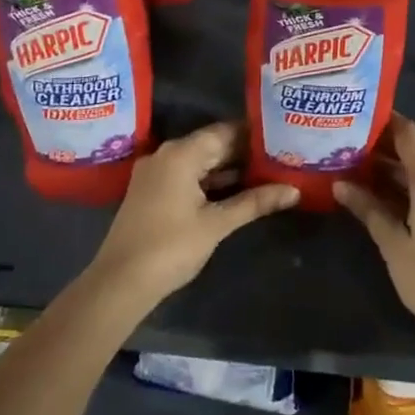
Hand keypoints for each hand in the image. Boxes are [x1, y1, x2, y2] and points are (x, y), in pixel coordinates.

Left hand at [90, 122, 298, 307]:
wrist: (120, 282)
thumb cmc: (171, 247)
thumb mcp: (217, 224)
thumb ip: (255, 202)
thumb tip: (294, 191)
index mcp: (181, 153)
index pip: (224, 131)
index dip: (253, 134)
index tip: (281, 137)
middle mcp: (166, 155)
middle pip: (211, 145)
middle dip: (244, 153)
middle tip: (279, 156)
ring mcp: (155, 174)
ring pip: (199, 162)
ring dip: (228, 169)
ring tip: (266, 173)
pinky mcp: (151, 192)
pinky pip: (187, 176)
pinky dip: (210, 182)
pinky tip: (236, 191)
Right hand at [334, 114, 414, 333]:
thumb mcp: (393, 243)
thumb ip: (368, 209)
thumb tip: (340, 185)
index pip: (408, 134)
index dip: (385, 121)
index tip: (357, 115)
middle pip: (414, 152)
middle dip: (382, 147)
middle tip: (346, 144)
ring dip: (392, 170)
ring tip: (355, 168)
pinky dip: (405, 188)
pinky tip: (379, 195)